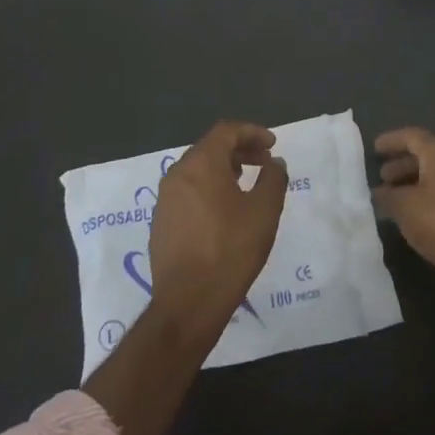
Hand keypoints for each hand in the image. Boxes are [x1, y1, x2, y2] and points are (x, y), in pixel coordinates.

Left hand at [148, 121, 288, 337]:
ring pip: (197, 170)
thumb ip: (273, 178)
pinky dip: (209, 189)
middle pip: (210, 148)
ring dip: (224, 169)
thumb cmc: (231, 249)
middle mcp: (177, 175)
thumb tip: (274, 162)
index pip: (226, 131)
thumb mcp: (265, 210)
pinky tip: (224, 210)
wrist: (188, 303)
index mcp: (200, 164)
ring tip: (246, 184)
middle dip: (239, 150)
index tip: (273, 145)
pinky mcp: (160, 223)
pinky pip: (188, 192)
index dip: (252, 132)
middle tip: (264, 161)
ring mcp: (164, 200)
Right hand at [372, 127, 434, 303]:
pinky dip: (428, 197)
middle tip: (382, 178)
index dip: (392, 140)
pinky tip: (417, 217)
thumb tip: (379, 192)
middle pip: (427, 154)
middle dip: (402, 164)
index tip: (374, 148)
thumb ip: (389, 197)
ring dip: (415, 183)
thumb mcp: (407, 210)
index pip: (413, 136)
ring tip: (394, 199)